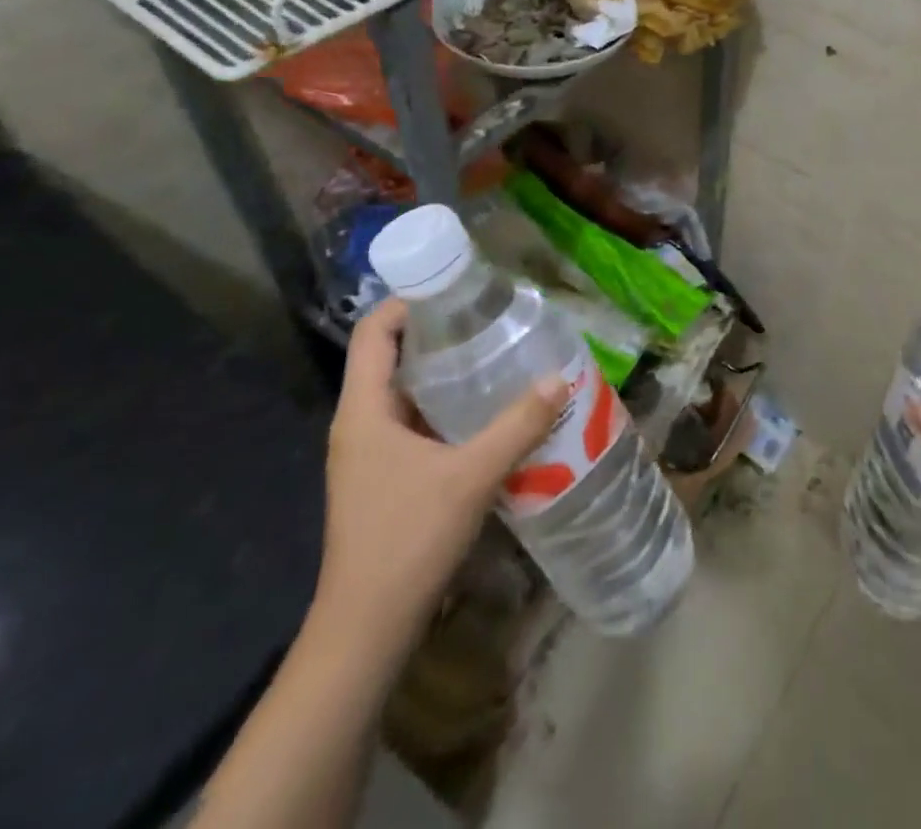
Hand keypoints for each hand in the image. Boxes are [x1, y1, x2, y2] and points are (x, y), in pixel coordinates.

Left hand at [311, 299, 566, 656]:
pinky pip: (417, 425)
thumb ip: (518, 425)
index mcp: (364, 411)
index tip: (456, 289)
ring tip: (499, 358)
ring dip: (447, 374)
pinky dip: (449, 410)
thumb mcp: (470, 476)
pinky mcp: (386, 479)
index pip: (373, 332)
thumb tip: (559, 377)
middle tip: (491, 320)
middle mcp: (361, 424)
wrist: (366, 630)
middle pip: (392, 357)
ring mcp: (371, 455)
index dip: (407, 302)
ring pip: (407, 394)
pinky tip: (490, 415)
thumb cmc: (406, 540)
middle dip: (439, 334)